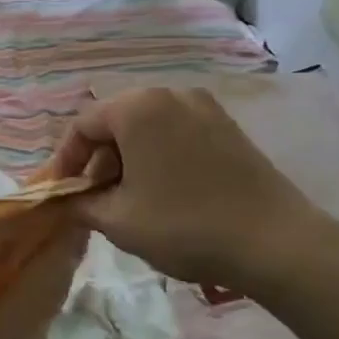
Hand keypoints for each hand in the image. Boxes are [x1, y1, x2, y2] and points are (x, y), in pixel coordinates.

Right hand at [49, 87, 324, 289]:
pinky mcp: (229, 128)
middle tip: (93, 198)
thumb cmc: (184, 225)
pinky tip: (162, 192)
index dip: (65, 161)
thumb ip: (80, 204)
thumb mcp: (117, 221)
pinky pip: (177, 134)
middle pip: (116, 122)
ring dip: (128, 159)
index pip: (82, 125)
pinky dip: (158, 157)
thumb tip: (66, 200)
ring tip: (127, 199)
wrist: (277, 244)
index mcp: (137, 108)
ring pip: (147, 128)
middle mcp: (170, 95)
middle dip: (98, 160)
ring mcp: (205, 108)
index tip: (61, 193)